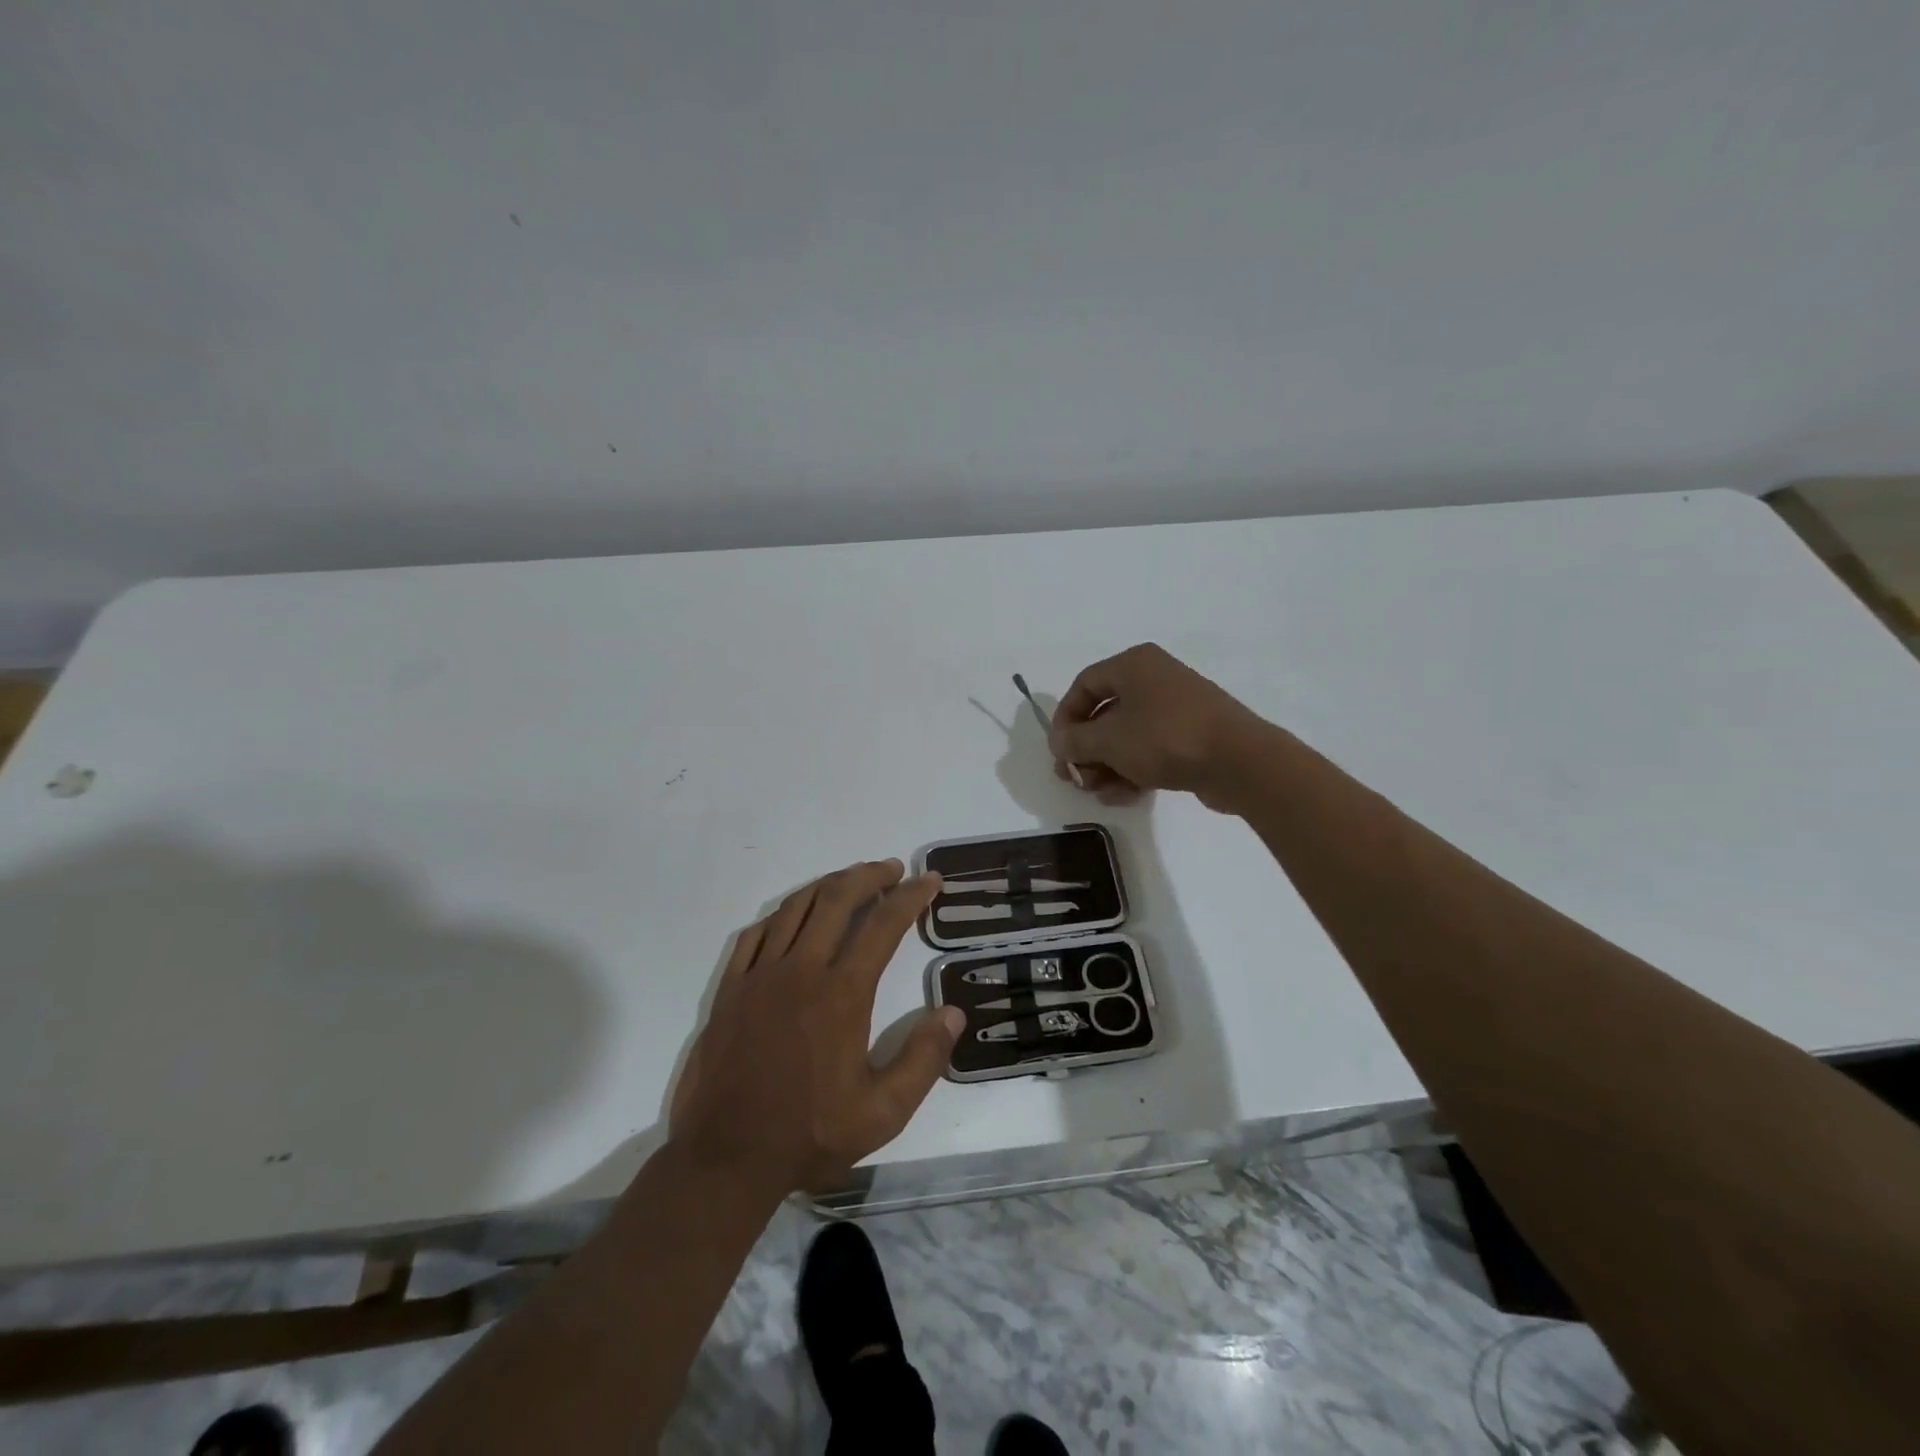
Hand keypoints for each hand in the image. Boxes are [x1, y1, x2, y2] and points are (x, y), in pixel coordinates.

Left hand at [668, 860, 963, 1194]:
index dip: (911, 896)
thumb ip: (923, 1060)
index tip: (930, 881)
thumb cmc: (809, 1134)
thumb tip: (952, 1012)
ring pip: (797, 907)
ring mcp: (760, 975)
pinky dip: (783, 913)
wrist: (725, 1158)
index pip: (884, 925)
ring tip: (852, 879)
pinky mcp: (731, 988)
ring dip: (829, 884)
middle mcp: (802, 970)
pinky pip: (757, 932)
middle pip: (838, 899)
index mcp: (842, 993)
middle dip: (871, 875)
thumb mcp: (882, 1112)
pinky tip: (794, 915)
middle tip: (893, 869)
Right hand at [1047, 643, 1275, 810]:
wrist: (1239, 762)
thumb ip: (1074, 741)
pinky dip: (1133, 770)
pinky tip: (1123, 796)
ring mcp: (1176, 708)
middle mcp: (1154, 679)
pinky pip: (1151, 749)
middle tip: (1074, 778)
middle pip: (1105, 713)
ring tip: (1099, 793)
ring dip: (1107, 766)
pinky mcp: (1192, 736)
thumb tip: (1058, 742)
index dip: (1065, 718)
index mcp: (1133, 665)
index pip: (1084, 685)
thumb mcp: (1108, 740)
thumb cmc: (1165, 739)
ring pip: (1127, 736)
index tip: (1059, 750)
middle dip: (1086, 750)